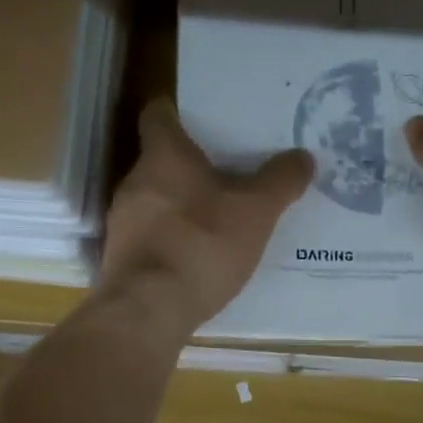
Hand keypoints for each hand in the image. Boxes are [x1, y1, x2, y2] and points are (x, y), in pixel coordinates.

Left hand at [98, 98, 312, 332]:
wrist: (148, 310)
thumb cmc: (201, 245)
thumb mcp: (256, 212)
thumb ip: (280, 181)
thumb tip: (302, 157)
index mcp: (163, 156)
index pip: (158, 114)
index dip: (179, 111)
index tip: (202, 120)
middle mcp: (134, 181)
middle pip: (160, 161)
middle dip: (191, 167)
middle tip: (228, 175)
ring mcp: (122, 223)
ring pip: (154, 201)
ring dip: (181, 207)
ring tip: (218, 220)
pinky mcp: (120, 259)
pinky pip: (150, 238)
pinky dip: (172, 241)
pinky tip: (197, 259)